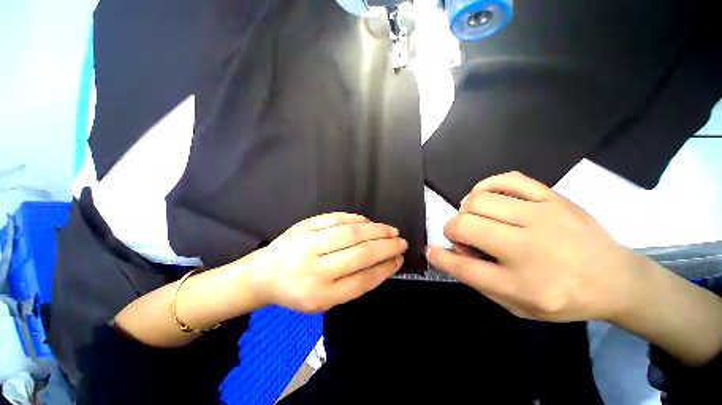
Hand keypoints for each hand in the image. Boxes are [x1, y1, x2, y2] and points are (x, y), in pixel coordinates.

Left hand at [242, 213, 407, 312]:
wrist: (264, 274)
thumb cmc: (297, 291)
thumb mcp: (325, 299)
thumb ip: (354, 283)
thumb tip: (383, 263)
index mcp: (320, 295)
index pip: (363, 280)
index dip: (385, 268)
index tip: (399, 259)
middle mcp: (315, 269)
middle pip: (360, 253)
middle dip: (386, 246)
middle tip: (401, 241)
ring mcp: (308, 242)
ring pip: (351, 232)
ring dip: (376, 230)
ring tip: (391, 230)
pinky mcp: (305, 225)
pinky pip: (337, 218)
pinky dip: (357, 218)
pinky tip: (368, 222)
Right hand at [426, 171, 639, 321]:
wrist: (616, 279)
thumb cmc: (564, 299)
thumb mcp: (519, 306)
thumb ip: (480, 281)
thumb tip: (450, 252)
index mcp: (524, 285)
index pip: (465, 268)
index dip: (440, 257)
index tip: (430, 250)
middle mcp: (531, 249)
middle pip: (466, 225)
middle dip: (451, 229)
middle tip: (462, 236)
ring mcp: (544, 217)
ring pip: (479, 200)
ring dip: (466, 210)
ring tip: (476, 217)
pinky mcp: (552, 197)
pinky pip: (505, 179)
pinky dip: (485, 186)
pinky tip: (487, 197)